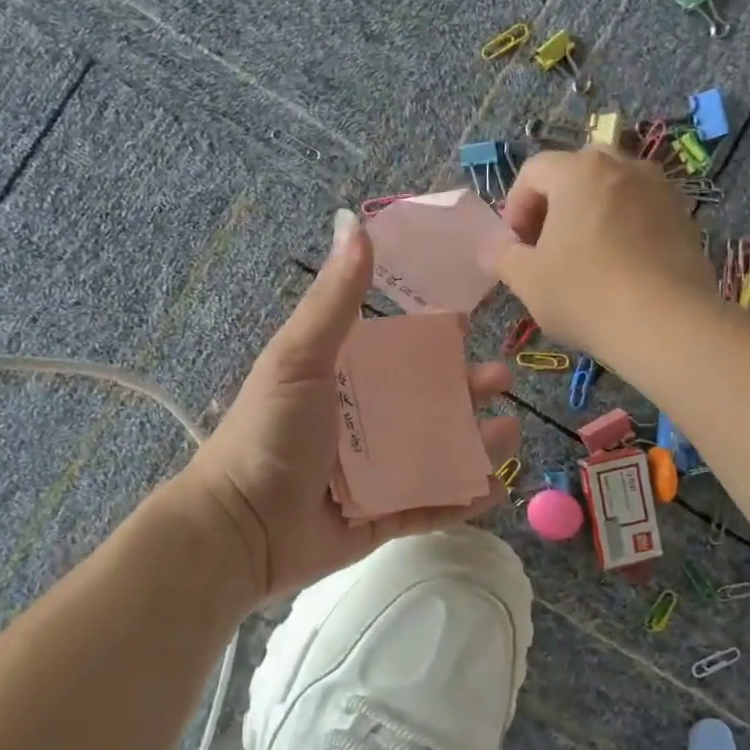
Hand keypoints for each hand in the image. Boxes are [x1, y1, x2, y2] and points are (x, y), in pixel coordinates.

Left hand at [186, 209, 519, 608]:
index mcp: (341, 382)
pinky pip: (429, 507)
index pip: (396, 353)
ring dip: (474, 444)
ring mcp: (372, 474)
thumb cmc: (270, 434)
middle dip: (466, 391)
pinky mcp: (379, 519)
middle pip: (425, 403)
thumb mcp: (300, 357)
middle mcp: (360, 424)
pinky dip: (461, 499)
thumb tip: (353, 221)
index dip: (433, 339)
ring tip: (509, 435)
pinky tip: (496, 488)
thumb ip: (334, 298)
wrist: (240, 528)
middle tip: (503, 380)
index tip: (469, 324)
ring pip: (435, 454)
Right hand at [497, 147, 709, 354]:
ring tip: (584, 257)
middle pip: (577, 171)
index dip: (515, 206)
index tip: (515, 245)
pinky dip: (623, 229)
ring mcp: (660, 190)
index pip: (534, 171)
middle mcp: (623, 167)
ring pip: (613, 189)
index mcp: (578, 172)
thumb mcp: (527, 280)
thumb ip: (503, 256)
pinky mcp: (684, 219)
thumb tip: (495, 249)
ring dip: (591, 213)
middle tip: (546, 244)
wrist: (666, 325)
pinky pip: (642, 212)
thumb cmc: (585, 294)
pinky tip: (619, 269)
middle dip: (555, 203)